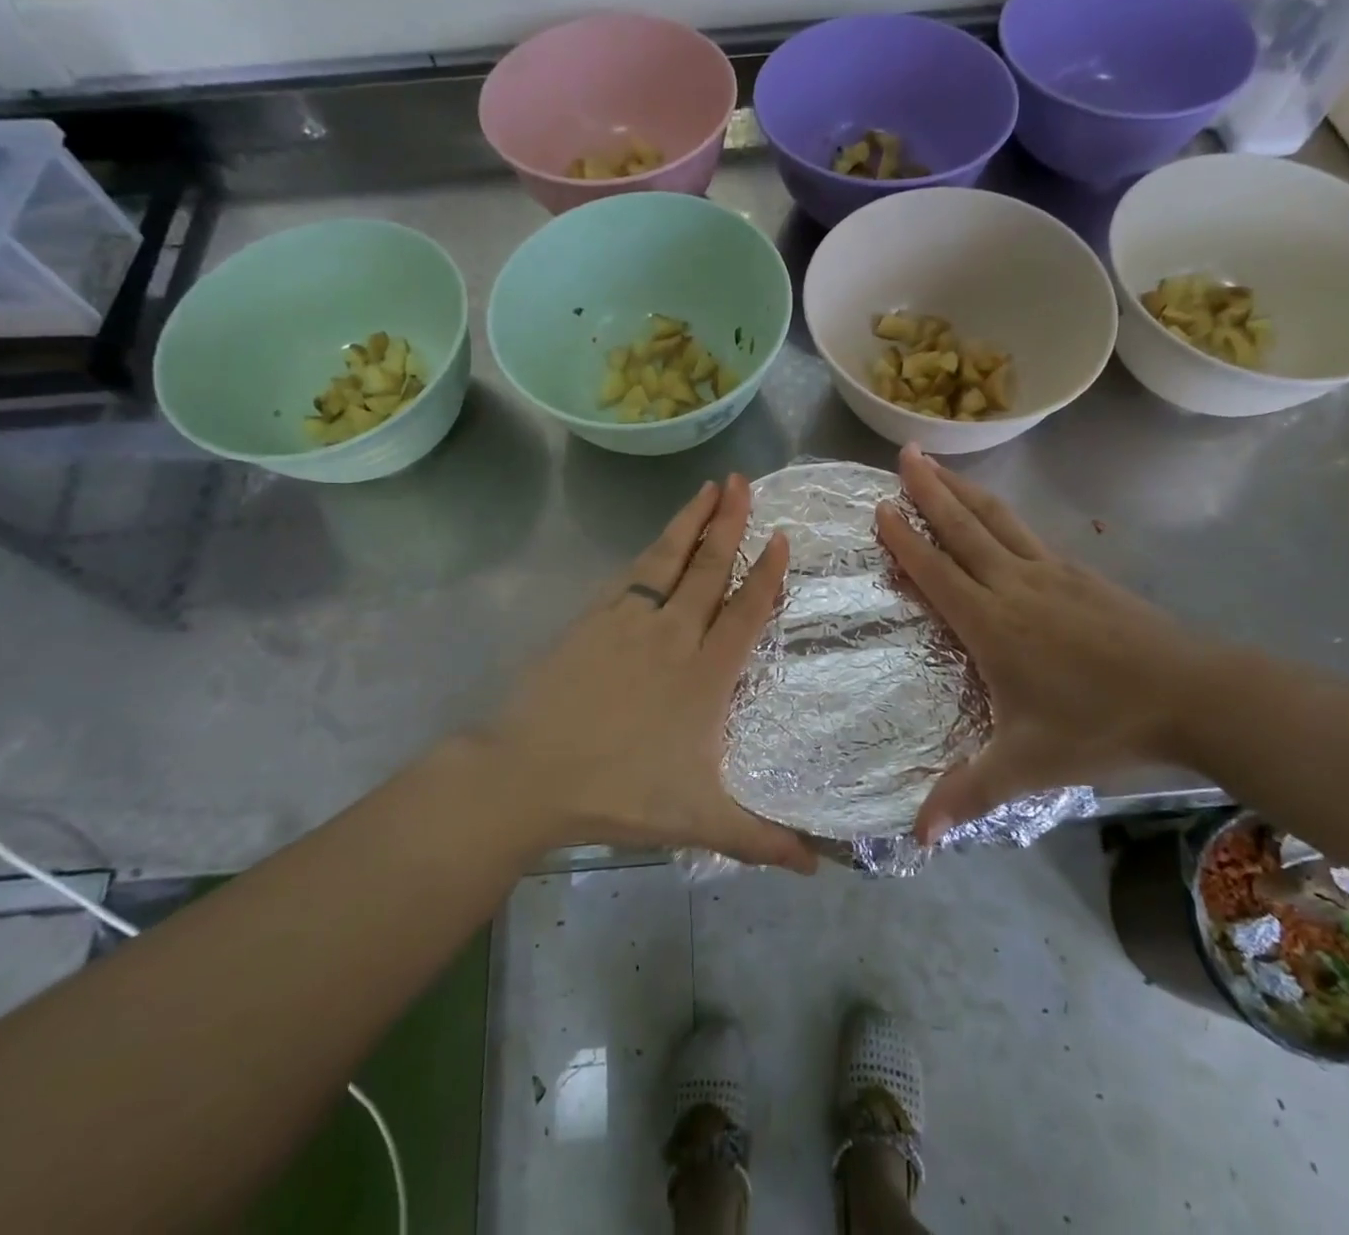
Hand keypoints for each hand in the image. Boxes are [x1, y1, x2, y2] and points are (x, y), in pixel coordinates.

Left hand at [486, 476, 816, 872]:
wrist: (531, 774)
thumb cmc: (621, 793)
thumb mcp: (699, 820)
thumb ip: (760, 839)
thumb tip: (817, 867)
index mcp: (706, 674)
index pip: (746, 611)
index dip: (766, 572)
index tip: (779, 536)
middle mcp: (674, 635)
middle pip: (709, 568)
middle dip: (730, 523)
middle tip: (745, 482)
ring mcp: (630, 621)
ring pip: (669, 559)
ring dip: (692, 521)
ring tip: (709, 487)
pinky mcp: (593, 620)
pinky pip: (630, 575)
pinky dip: (650, 551)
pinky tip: (656, 539)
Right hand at [875, 446, 1213, 843]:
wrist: (1195, 695)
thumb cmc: (1101, 725)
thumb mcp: (1028, 766)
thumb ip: (969, 793)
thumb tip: (916, 837)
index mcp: (992, 624)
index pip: (936, 572)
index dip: (904, 539)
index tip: (879, 507)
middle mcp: (1015, 586)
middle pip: (963, 529)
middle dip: (929, 491)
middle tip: (904, 453)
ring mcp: (1052, 574)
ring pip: (998, 522)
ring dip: (964, 491)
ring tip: (940, 464)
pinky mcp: (1083, 574)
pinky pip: (1029, 535)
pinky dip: (1003, 515)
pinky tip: (1001, 516)